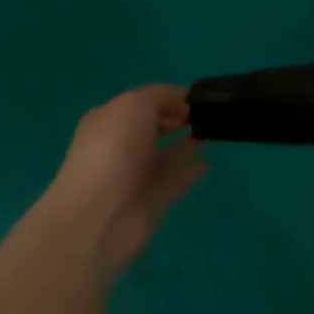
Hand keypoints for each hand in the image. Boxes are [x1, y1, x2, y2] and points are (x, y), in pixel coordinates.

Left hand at [35, 85, 207, 279]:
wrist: (99, 217)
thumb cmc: (113, 152)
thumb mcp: (134, 106)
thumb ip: (160, 96)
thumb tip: (181, 101)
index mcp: (109, 121)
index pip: (143, 103)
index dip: (169, 98)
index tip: (196, 99)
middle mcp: (121, 146)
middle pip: (154, 127)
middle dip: (178, 119)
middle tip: (208, 115)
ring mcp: (137, 175)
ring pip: (167, 154)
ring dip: (188, 143)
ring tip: (214, 133)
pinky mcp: (154, 200)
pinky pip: (178, 179)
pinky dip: (192, 170)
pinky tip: (210, 161)